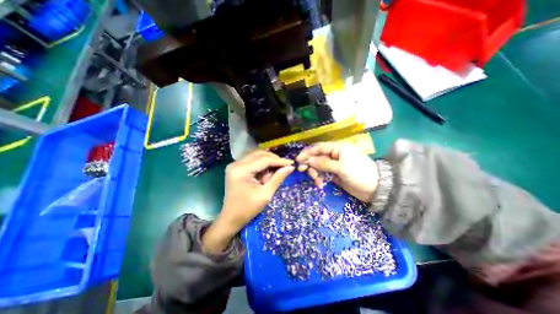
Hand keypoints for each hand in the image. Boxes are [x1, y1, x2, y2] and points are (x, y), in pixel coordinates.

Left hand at [204, 151, 294, 253]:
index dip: (279, 161)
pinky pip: (252, 160)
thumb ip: (278, 178)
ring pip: (256, 156)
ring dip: (267, 162)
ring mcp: (234, 165)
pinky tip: (265, 174)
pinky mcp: (235, 167)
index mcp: (241, 171)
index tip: (291, 163)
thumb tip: (290, 167)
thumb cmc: (248, 209)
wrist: (231, 218)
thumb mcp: (265, 194)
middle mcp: (236, 164)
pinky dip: (261, 165)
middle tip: (284, 167)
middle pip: (259, 154)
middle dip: (273, 160)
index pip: (264, 160)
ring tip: (272, 174)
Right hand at [295, 141, 378, 203]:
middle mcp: (334, 155)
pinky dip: (319, 178)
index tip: (298, 160)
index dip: (307, 153)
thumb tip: (307, 160)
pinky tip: (320, 184)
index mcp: (337, 148)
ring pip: (318, 166)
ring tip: (316, 181)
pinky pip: (322, 174)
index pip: (318, 147)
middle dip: (309, 163)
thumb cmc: (360, 173)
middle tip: (302, 171)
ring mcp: (333, 165)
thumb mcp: (342, 167)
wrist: (376, 189)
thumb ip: (324, 163)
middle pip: (316, 157)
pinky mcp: (334, 174)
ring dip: (314, 173)